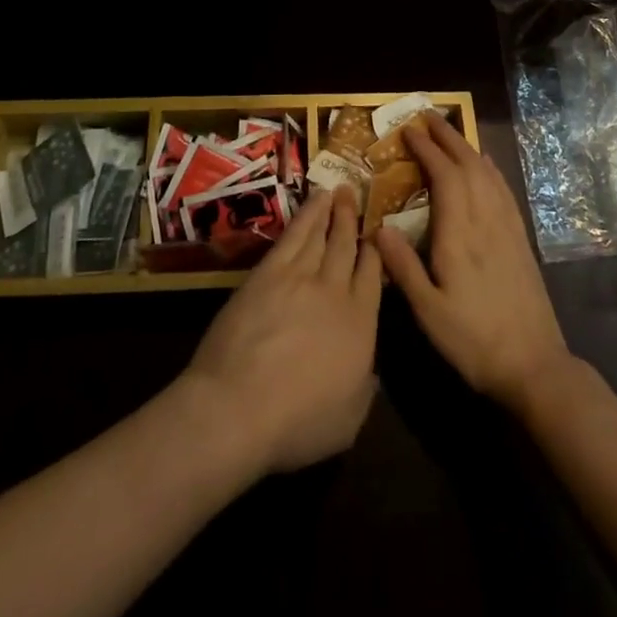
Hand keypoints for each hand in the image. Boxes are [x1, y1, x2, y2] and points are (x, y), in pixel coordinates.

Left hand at [183, 185, 380, 472]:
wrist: (239, 407)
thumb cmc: (297, 424)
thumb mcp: (349, 420)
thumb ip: (365, 386)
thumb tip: (370, 366)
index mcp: (361, 324)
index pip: (373, 276)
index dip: (375, 252)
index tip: (377, 233)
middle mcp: (336, 290)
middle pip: (347, 246)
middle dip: (353, 220)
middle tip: (356, 193)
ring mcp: (301, 276)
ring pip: (321, 234)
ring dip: (331, 211)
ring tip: (338, 191)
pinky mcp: (268, 271)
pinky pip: (294, 235)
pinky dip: (306, 215)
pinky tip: (312, 203)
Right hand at [375, 113, 571, 413]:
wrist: (535, 365)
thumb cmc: (474, 340)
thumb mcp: (429, 312)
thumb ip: (403, 267)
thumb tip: (377, 227)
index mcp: (460, 235)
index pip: (445, 177)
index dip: (427, 149)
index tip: (409, 130)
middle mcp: (485, 221)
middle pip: (468, 166)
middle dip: (448, 137)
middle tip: (428, 116)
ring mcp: (507, 228)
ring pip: (487, 174)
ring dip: (468, 148)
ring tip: (451, 132)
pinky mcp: (520, 239)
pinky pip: (504, 191)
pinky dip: (490, 169)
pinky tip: (486, 165)